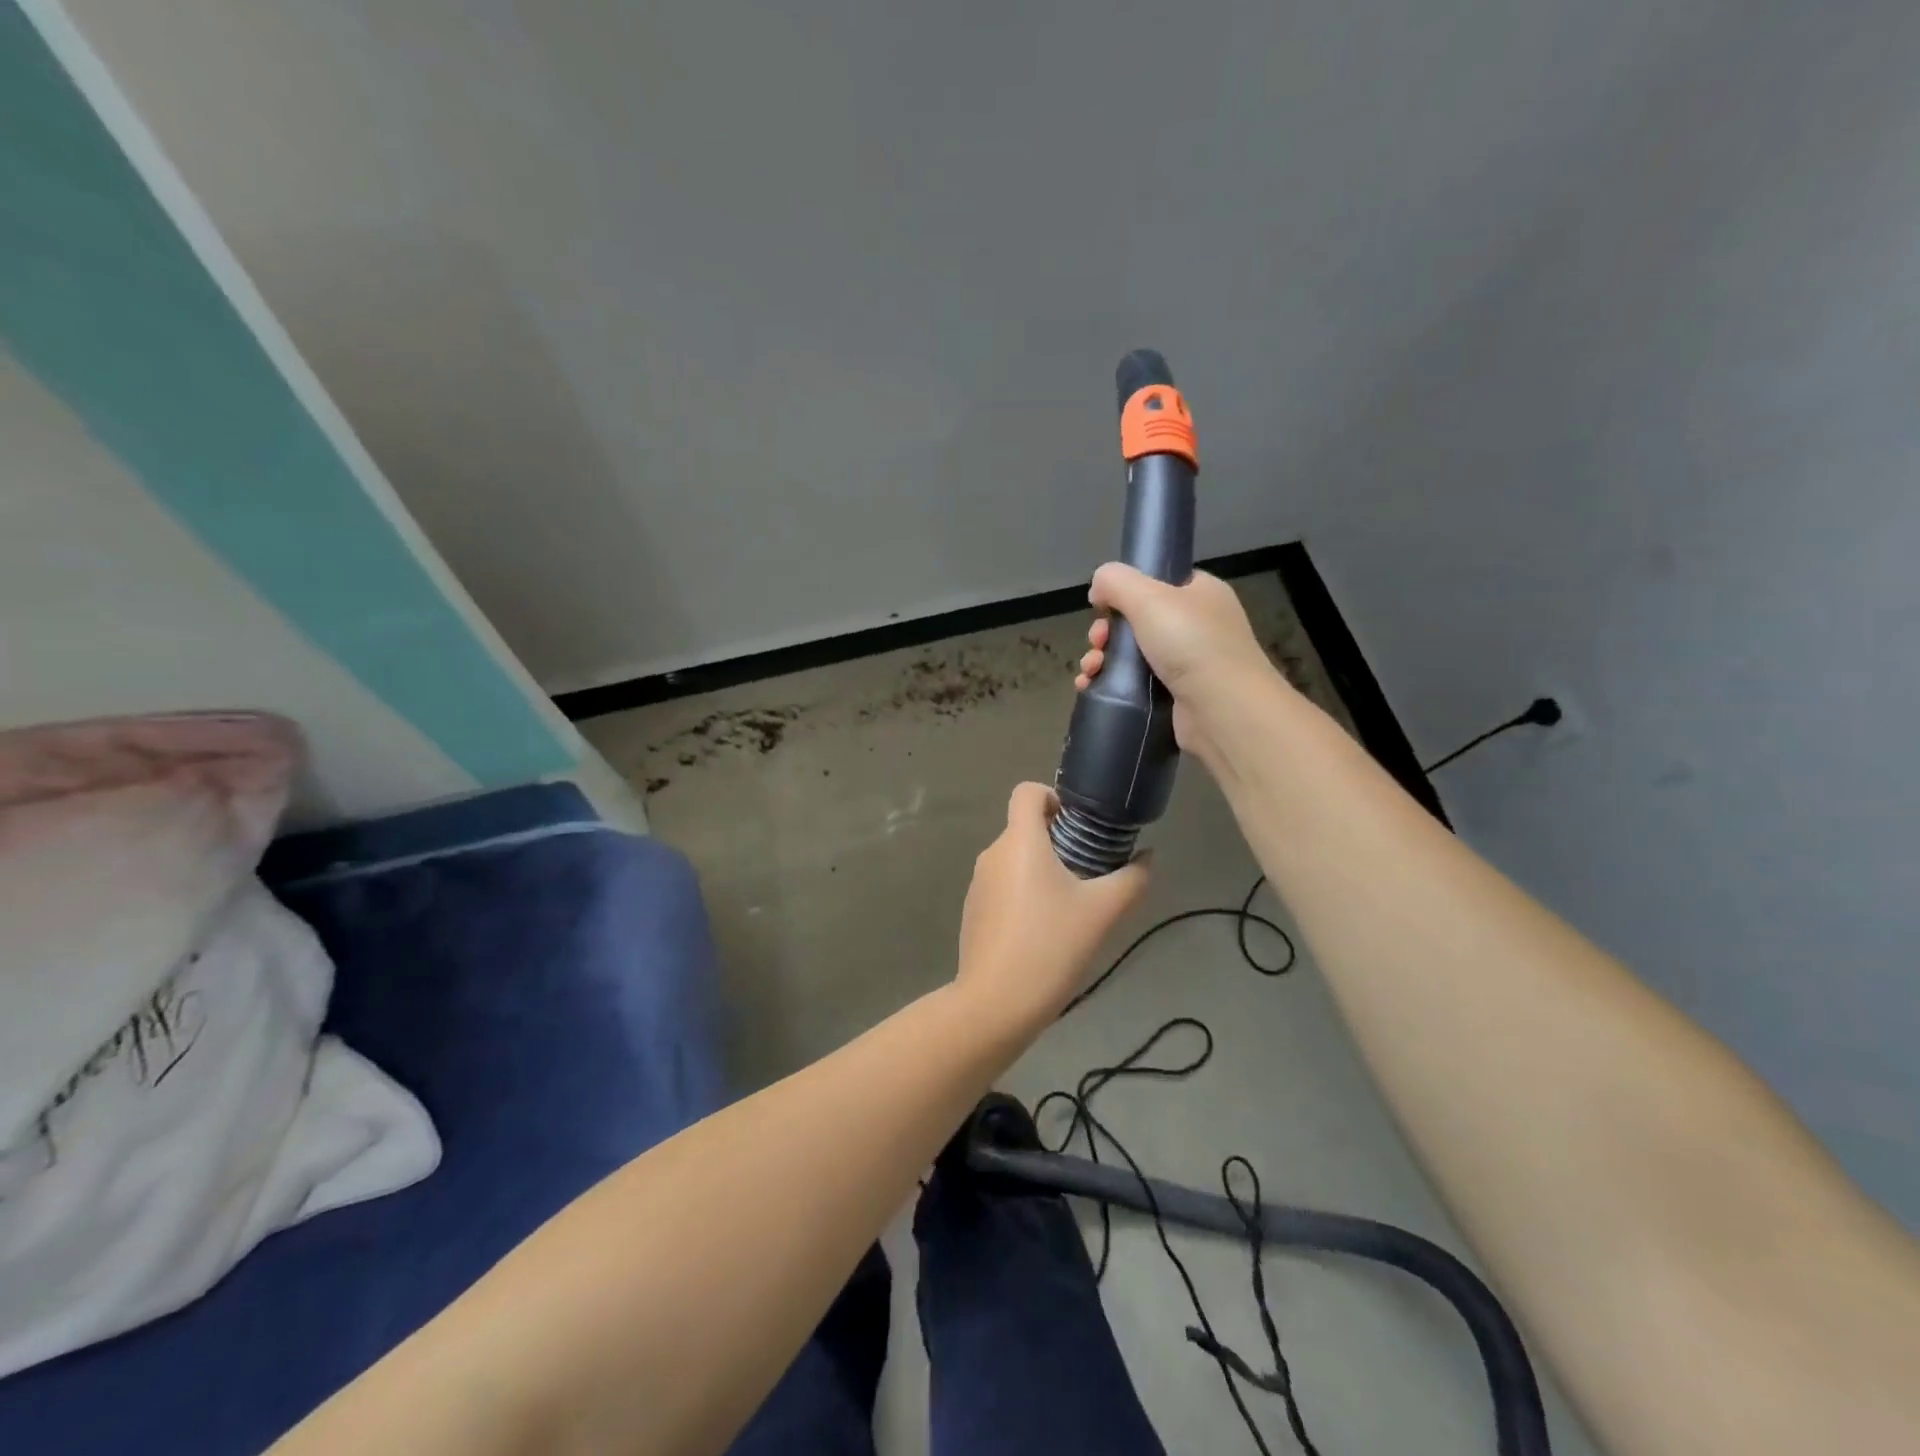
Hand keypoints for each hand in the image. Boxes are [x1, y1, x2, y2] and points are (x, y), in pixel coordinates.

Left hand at [956, 783, 1148, 1035]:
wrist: (996, 1002)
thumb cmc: (1051, 945)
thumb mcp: (1103, 911)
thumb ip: (1131, 878)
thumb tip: (1147, 857)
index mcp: (1020, 840)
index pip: (1027, 791)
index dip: (1054, 796)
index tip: (1079, 826)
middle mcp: (992, 853)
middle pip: (1025, 828)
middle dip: (1057, 841)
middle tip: (1089, 872)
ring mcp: (978, 883)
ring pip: (1014, 860)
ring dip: (1042, 870)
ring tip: (1070, 906)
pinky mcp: (972, 910)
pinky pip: (1003, 886)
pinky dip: (1024, 894)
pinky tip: (1044, 931)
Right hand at [1074, 565, 1282, 761]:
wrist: (1222, 709)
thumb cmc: (1190, 642)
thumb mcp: (1149, 597)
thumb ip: (1117, 581)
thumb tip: (1099, 586)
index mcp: (1200, 594)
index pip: (1159, 584)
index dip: (1126, 592)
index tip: (1102, 607)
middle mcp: (1197, 626)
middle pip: (1137, 621)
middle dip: (1106, 631)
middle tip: (1097, 643)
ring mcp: (1189, 664)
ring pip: (1132, 654)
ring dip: (1102, 659)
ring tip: (1090, 671)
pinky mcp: (1176, 697)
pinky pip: (1135, 684)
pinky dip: (1110, 684)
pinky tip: (1090, 686)